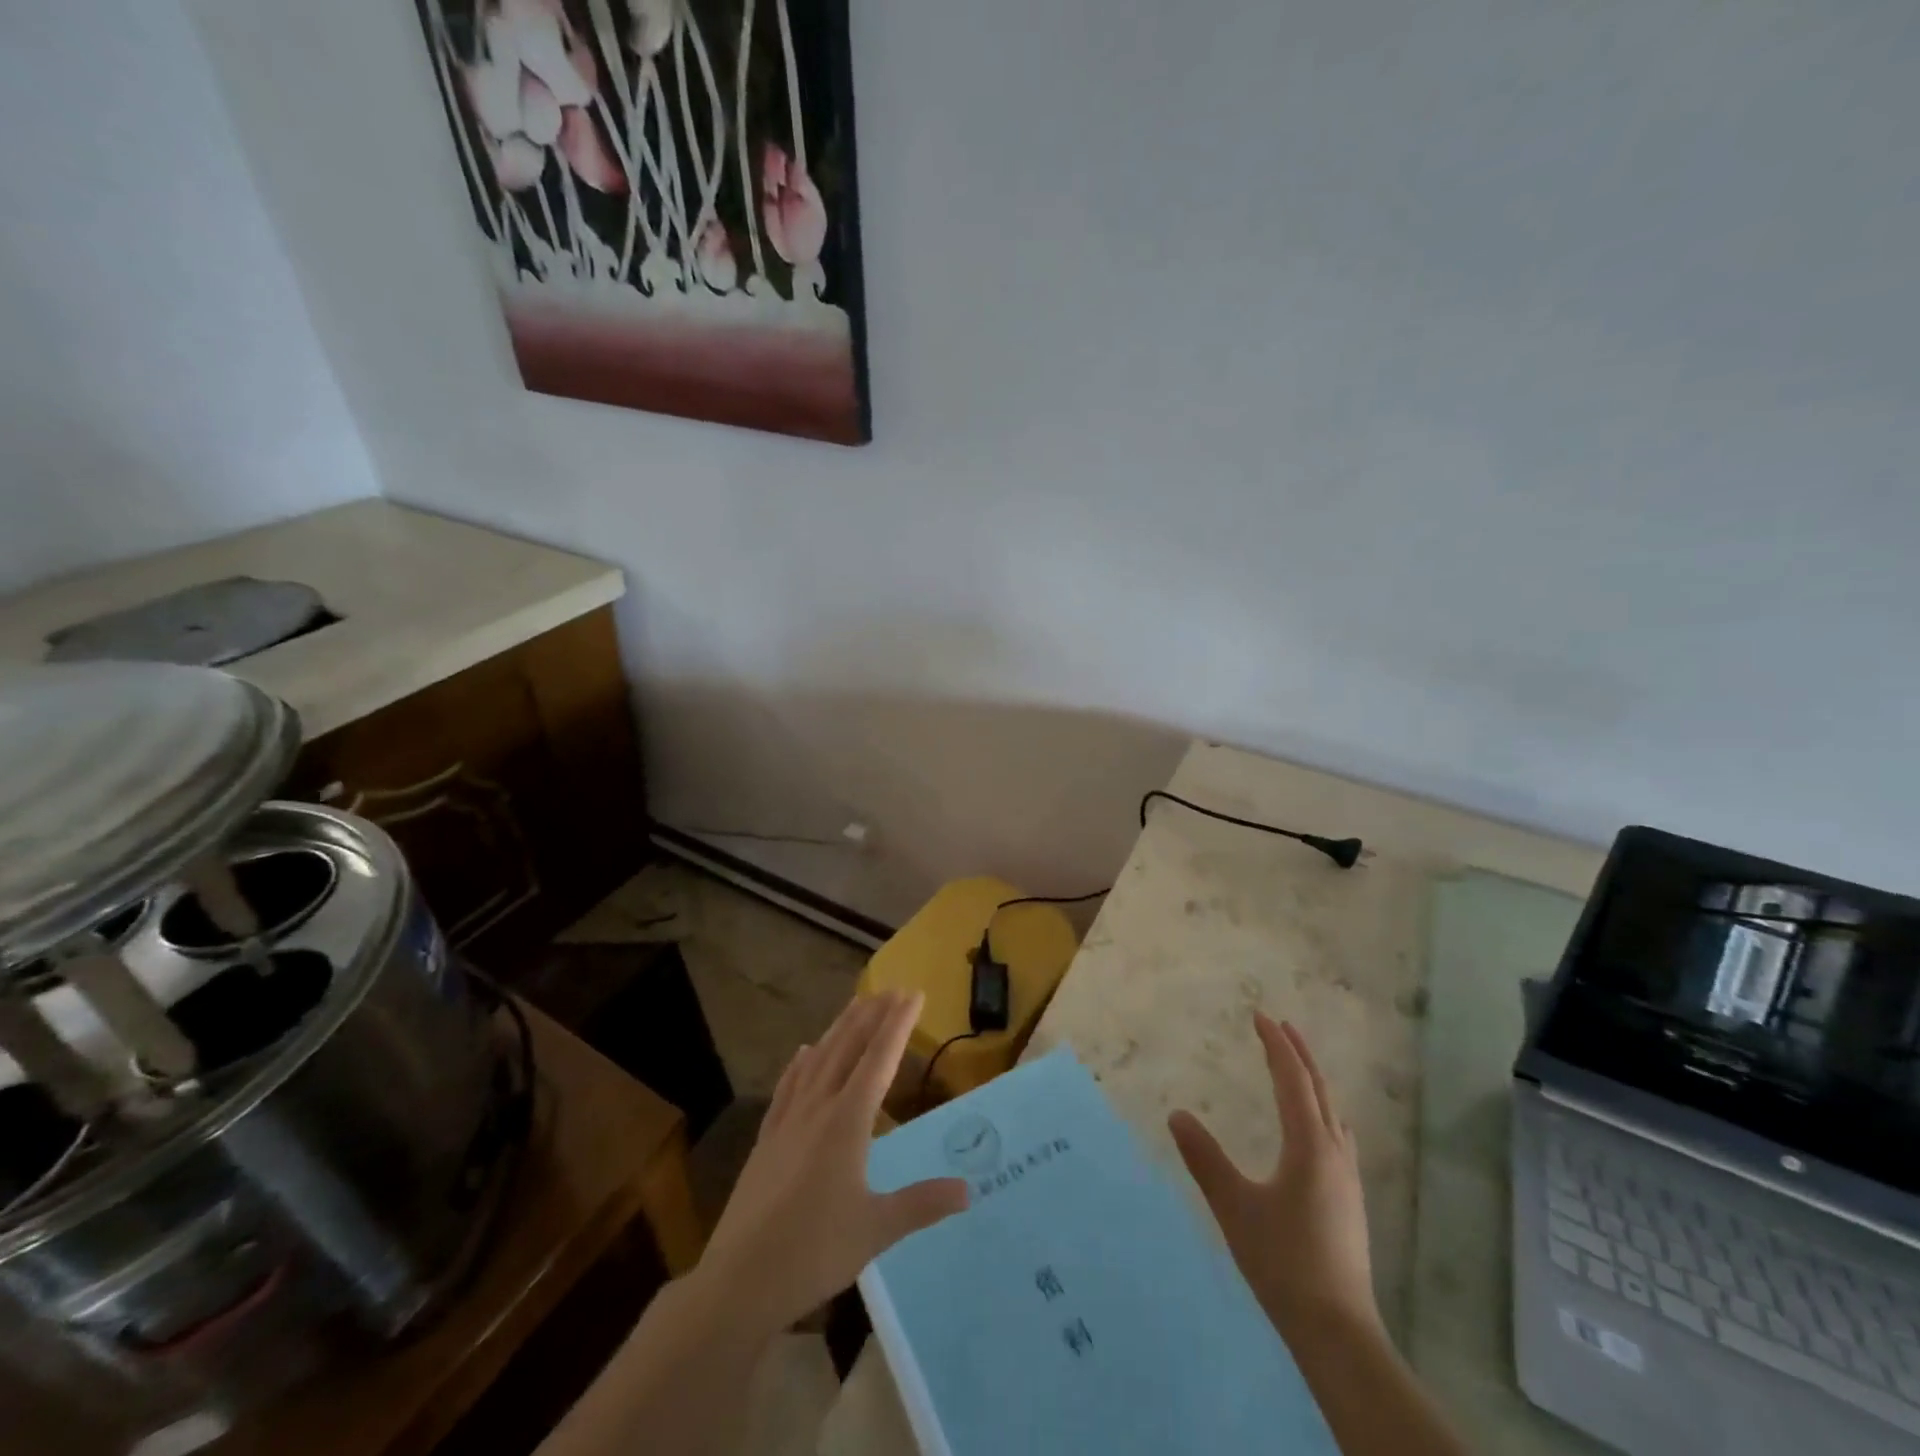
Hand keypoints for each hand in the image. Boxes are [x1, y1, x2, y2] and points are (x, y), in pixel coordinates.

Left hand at [694, 990, 969, 1337]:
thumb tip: (968, 1190)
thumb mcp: (876, 1229)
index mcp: (847, 1122)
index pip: (878, 1059)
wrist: (739, 1280)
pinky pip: (787, 1087)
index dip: (898, 1025)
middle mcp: (817, 1108)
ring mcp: (787, 1121)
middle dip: (872, 1015)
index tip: (914, 994)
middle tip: (892, 989)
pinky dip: (800, 1064)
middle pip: (847, 1048)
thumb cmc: (813, 1252)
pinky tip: (803, 1052)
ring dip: (839, 1029)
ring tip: (856, 1005)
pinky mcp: (767, 1139)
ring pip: (817, 1060)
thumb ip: (922, 1203)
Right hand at [1168, 1013, 1377, 1340]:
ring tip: (1296, 1066)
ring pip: (1333, 1111)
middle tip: (1280, 1025)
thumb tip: (1176, 1114)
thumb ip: (1204, 1158)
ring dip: (1313, 1080)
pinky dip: (1322, 1109)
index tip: (1259, 1016)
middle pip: (1320, 1089)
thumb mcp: (1234, 1206)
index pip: (1292, 1080)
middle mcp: (1334, 1152)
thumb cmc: (1282, 1261)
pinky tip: (1315, 1127)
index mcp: (1309, 1146)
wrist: (1337, 1330)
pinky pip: (1336, 1133)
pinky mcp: (1350, 1199)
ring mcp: (1347, 1177)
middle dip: (1299, 1053)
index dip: (1276, 1044)